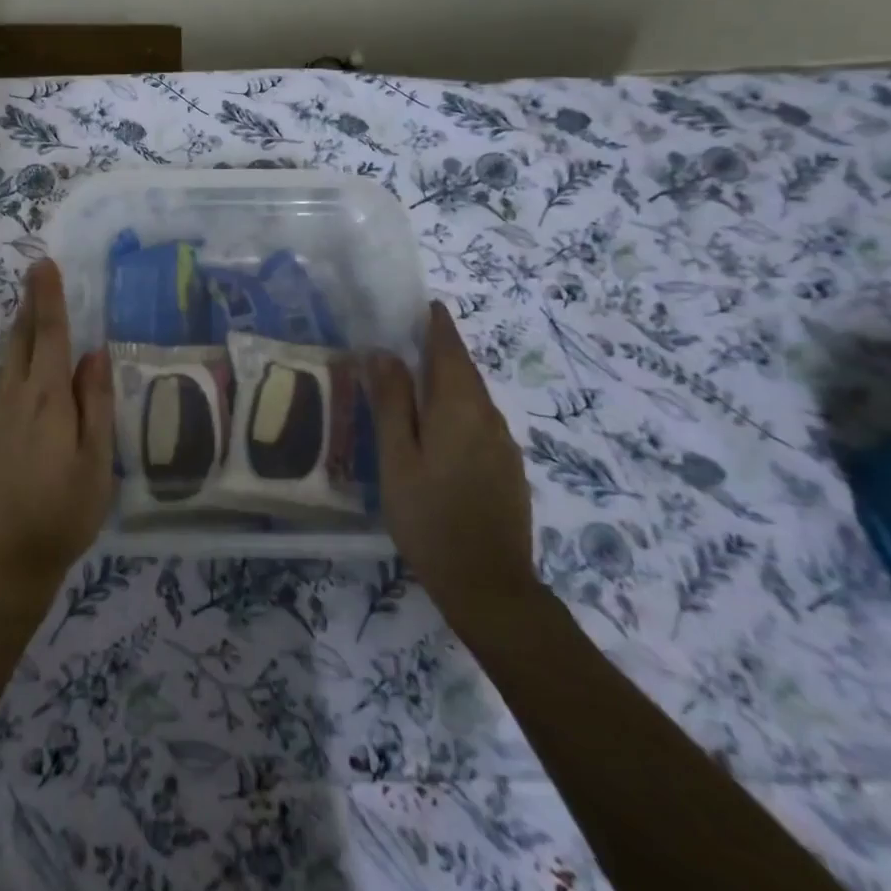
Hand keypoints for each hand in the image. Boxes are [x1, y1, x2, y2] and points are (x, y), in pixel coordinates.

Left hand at [0, 260, 114, 599]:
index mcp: (47, 400)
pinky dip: (15, 359)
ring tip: (31, 310)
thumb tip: (94, 354)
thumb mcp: (95, 461)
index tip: (43, 264)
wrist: (3, 563)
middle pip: (21, 340)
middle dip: (30, 305)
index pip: (50, 335)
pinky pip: (3, 383)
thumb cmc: (62, 513)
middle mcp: (15, 398)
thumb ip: (96, 404)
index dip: (48, 298)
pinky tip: (25, 368)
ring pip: (7, 360)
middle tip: (36, 275)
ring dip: (20, 330)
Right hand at [367, 300, 540, 638]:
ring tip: (416, 383)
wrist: (489, 585)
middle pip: (464, 372)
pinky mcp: (508, 470)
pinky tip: (438, 431)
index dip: (438, 325)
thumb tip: (382, 352)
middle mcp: (489, 418)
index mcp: (459, 408)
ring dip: (448, 383)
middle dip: (442, 351)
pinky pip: (480, 424)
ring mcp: (504, 446)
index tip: (426, 305)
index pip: (450, 350)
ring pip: (473, 399)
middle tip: (409, 340)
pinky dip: (458, 411)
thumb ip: (391, 402)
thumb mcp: (397, 458)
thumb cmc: (429, 517)